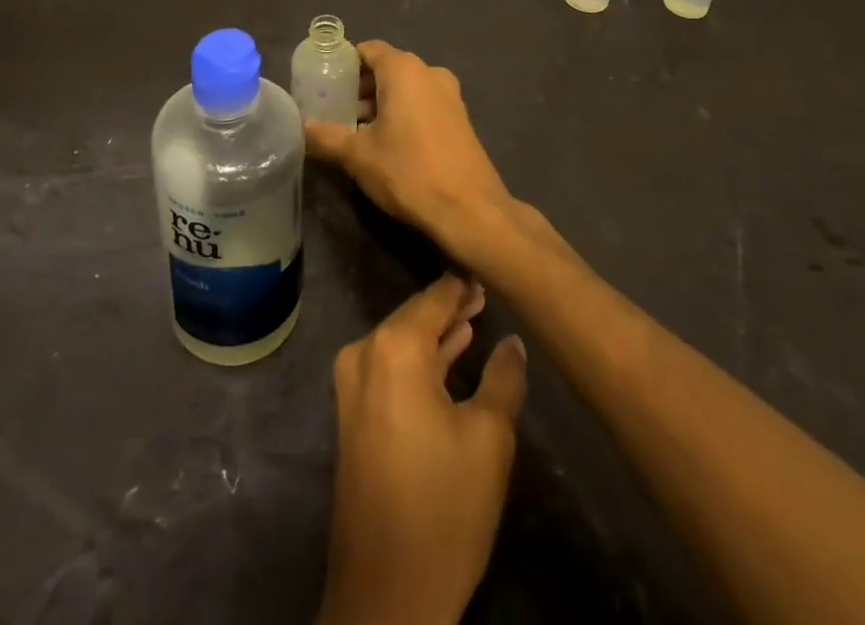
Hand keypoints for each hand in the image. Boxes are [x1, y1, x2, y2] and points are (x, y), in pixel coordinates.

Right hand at [304, 41, 512, 254]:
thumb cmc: (409, 171)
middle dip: (361, 86)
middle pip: (388, 68)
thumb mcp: (358, 156)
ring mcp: (450, 95)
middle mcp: (429, 73)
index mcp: (404, 70)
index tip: (325, 80)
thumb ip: (327, 136)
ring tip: (357, 130)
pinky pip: (423, 104)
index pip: (369, 49)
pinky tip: (388, 143)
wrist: (470, 209)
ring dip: (382, 103)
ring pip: (407, 88)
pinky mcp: (460, 119)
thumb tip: (303, 127)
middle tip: (336, 109)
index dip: (345, 62)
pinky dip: (403, 113)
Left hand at [318, 274, 529, 624]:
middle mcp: (365, 352)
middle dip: (450, 306)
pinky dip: (420, 358)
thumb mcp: (489, 438)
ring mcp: (352, 382)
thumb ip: (503, 377)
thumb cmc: (444, 507)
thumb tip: (512, 342)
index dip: (463, 285)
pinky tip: (450, 355)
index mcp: (395, 346)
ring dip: (437, 333)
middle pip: (415, 315)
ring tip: (475, 318)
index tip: (488, 271)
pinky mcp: (352, 411)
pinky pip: (390, 366)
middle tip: (486, 294)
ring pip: (402, 341)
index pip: (435, 296)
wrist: (386, 593)